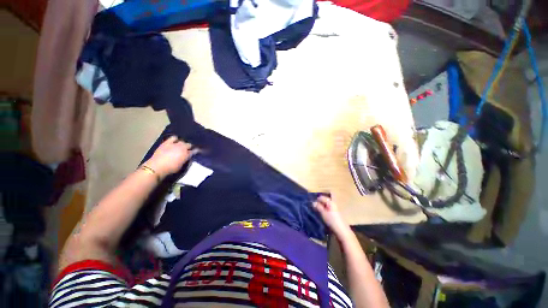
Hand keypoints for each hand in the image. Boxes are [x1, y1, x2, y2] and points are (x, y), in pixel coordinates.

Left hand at [144, 136, 198, 178]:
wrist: (157, 167)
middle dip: (189, 147)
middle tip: (187, 150)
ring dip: (182, 143)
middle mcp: (182, 148)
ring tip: (180, 146)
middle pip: (189, 145)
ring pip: (182, 141)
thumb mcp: (181, 166)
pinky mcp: (167, 143)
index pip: (194, 151)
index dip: (195, 151)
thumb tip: (187, 156)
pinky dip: (175, 139)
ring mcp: (175, 144)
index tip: (196, 152)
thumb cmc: (170, 169)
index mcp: (187, 154)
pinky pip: (173, 138)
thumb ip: (185, 159)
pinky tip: (175, 141)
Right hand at [313, 196, 350, 237]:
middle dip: (319, 204)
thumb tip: (313, 202)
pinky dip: (324, 210)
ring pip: (326, 205)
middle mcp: (333, 203)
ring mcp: (335, 208)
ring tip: (317, 212)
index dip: (316, 200)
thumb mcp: (323, 214)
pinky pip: (328, 209)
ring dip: (321, 207)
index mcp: (330, 202)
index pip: (321, 198)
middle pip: (324, 201)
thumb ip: (318, 207)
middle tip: (314, 208)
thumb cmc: (332, 221)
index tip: (312, 205)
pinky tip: (322, 215)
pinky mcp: (335, 213)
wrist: (342, 231)